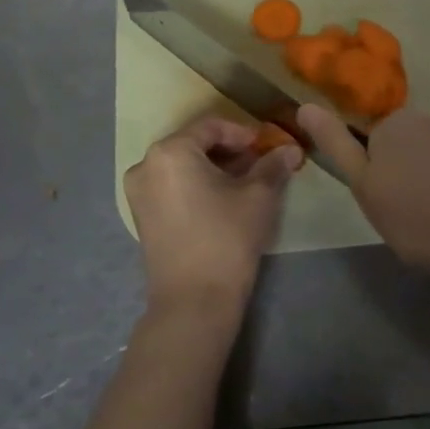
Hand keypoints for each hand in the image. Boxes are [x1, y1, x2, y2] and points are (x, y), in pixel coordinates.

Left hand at [124, 115, 302, 328]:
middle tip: (260, 163)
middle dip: (229, 151)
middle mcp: (146, 165)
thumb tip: (291, 149)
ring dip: (214, 169)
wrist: (194, 301)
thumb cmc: (226, 238)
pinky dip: (197, 185)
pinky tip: (222, 200)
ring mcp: (138, 192)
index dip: (243, 132)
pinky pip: (171, 186)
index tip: (267, 146)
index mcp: (170, 151)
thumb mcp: (258, 197)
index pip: (211, 126)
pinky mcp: (141, 216)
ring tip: (245, 183)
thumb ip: (273, 166)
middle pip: (194, 144)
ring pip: (182, 166)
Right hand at [298, 105, 429, 283]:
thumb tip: (305, 105)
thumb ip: (335, 143)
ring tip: (421, 220)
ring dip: (415, 184)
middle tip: (394, 214)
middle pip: (393, 147)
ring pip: (418, 160)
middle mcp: (423, 119)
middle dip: (391, 174)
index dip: (366, 173)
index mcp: (392, 121)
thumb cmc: (414, 213)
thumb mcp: (363, 183)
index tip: (375, 201)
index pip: (364, 140)